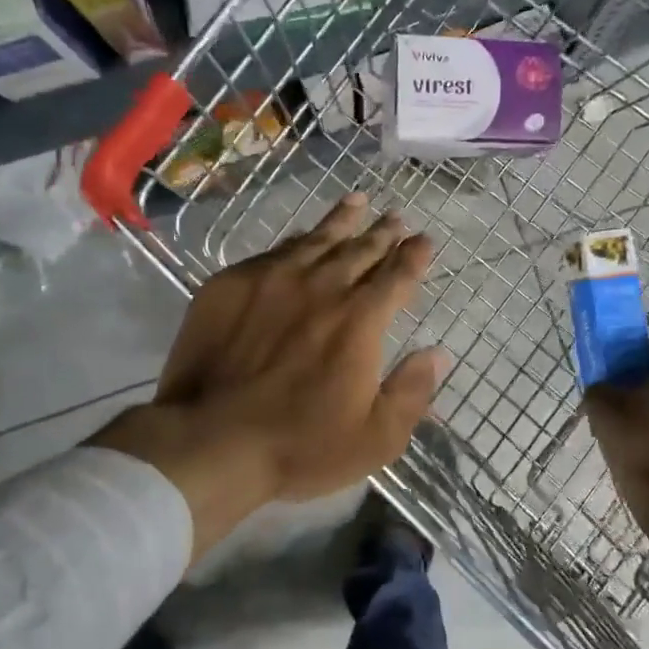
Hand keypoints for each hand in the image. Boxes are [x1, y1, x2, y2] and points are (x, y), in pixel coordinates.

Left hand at [88, 193, 448, 562]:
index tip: (424, 240)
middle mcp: (321, 287)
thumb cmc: (300, 445)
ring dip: (342, 220)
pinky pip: (274, 251)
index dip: (414, 256)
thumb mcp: (375, 438)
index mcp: (360, 320)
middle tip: (395, 218)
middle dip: (382, 232)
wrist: (210, 439)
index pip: (396, 276)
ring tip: (356, 202)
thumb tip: (438, 353)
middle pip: (360, 250)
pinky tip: (302, 237)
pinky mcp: (231, 284)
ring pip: (317, 240)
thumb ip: (412, 392)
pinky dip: (297, 240)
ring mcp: (273, 279)